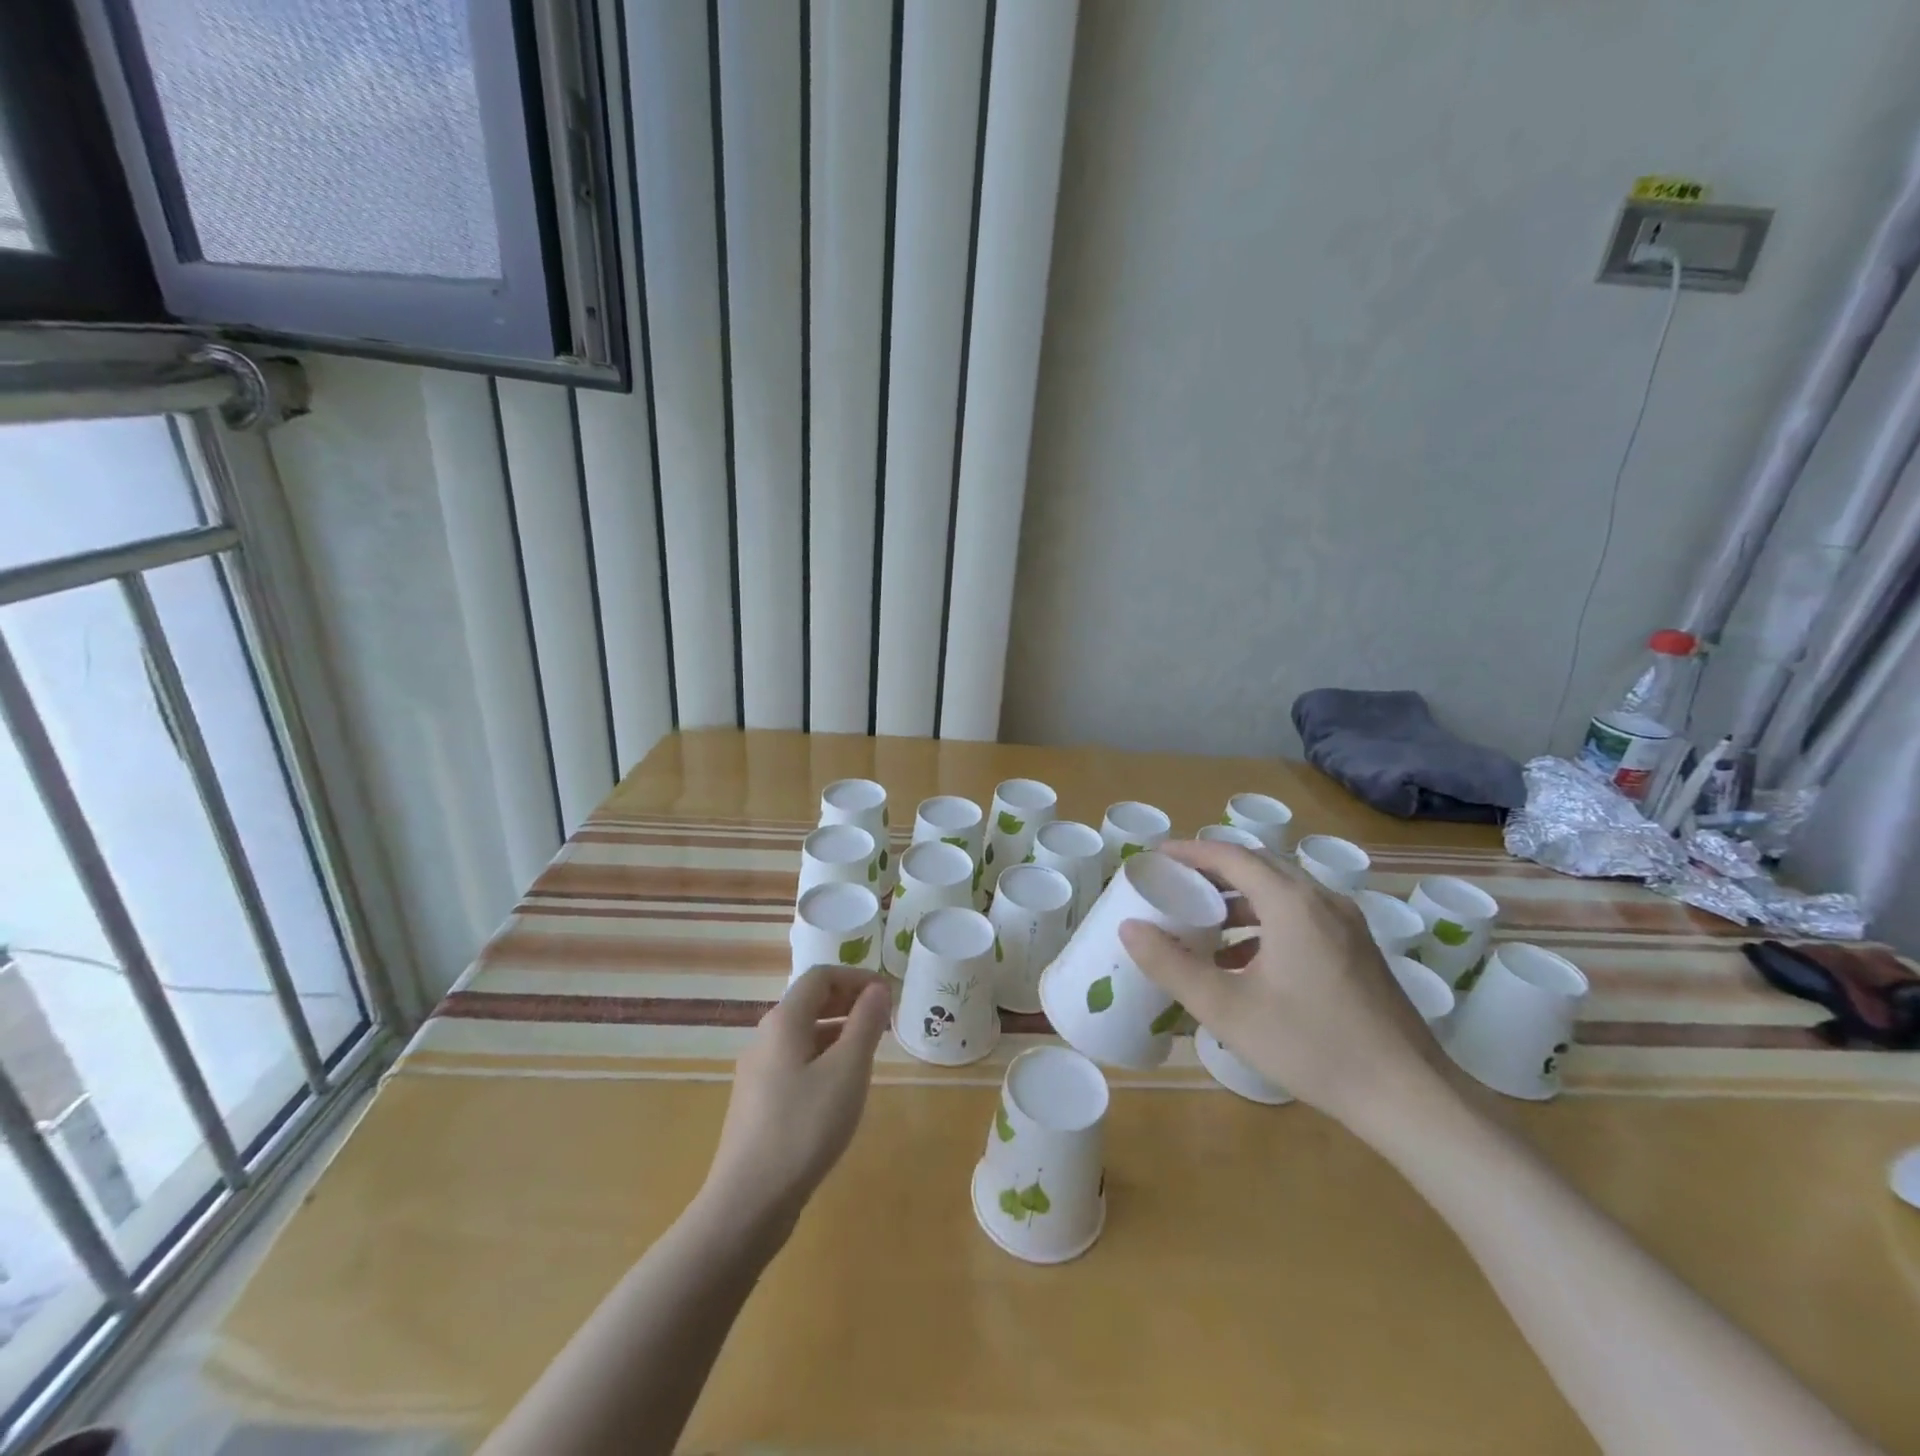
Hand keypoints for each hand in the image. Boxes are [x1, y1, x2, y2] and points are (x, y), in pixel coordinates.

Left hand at [700, 966, 889, 1240]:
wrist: (747, 1202)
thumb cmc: (804, 1127)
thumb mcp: (847, 1071)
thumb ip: (865, 1024)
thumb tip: (878, 988)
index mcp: (784, 1021)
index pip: (821, 977)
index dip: (857, 978)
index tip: (888, 995)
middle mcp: (765, 1038)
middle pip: (809, 1002)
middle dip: (848, 1002)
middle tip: (883, 1019)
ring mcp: (757, 1071)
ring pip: (802, 1035)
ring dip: (838, 1031)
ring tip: (869, 1053)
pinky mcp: (757, 1102)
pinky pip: (795, 1062)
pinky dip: (822, 1058)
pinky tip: (840, 1088)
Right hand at [1118, 840, 1448, 1133]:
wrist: (1408, 1096)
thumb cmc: (1311, 1046)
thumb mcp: (1228, 1009)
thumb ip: (1172, 965)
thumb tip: (1129, 927)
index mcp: (1292, 903)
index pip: (1232, 856)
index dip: (1191, 851)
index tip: (1156, 857)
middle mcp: (1323, 900)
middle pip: (1260, 867)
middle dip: (1214, 871)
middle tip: (1175, 885)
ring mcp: (1347, 925)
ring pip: (1284, 892)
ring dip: (1241, 898)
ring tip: (1204, 922)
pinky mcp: (1359, 950)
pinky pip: (1303, 915)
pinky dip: (1267, 921)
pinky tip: (1246, 960)